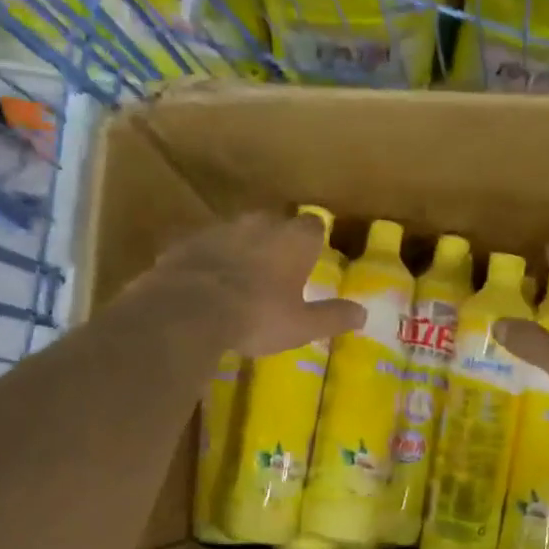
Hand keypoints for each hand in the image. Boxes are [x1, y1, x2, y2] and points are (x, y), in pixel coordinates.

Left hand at [137, 211, 361, 356]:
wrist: (188, 310)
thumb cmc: (257, 316)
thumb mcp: (302, 325)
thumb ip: (333, 316)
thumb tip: (363, 313)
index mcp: (292, 240)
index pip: (313, 225)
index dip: (314, 239)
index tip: (314, 255)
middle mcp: (258, 224)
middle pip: (274, 222)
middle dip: (278, 240)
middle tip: (279, 268)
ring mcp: (218, 230)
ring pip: (237, 232)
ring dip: (242, 248)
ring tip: (241, 277)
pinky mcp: (185, 242)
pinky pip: (204, 248)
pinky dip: (209, 261)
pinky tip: (206, 284)